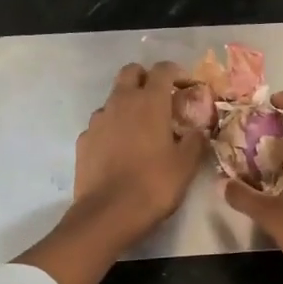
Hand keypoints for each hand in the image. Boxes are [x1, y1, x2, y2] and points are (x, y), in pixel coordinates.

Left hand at [73, 61, 208, 243]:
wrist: (108, 213)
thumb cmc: (154, 184)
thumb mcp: (186, 165)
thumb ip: (195, 140)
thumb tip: (199, 130)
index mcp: (149, 102)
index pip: (163, 70)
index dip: (176, 72)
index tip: (186, 85)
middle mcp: (120, 102)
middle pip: (131, 72)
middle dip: (146, 78)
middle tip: (160, 99)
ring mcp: (97, 120)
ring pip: (113, 99)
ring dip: (127, 105)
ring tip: (139, 129)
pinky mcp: (83, 140)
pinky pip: (100, 125)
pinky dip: (111, 129)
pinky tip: (119, 150)